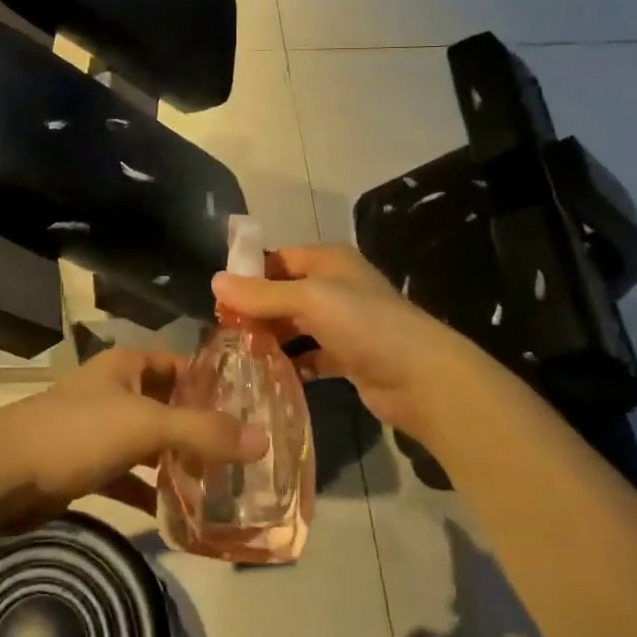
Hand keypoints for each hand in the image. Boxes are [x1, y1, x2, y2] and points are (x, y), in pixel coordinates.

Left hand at [0, 347, 266, 520]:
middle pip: (168, 406)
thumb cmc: (77, 433)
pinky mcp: (84, 466)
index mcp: (128, 366)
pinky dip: (147, 493)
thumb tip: (264, 439)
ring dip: (177, 464)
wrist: (3, 474)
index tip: (252, 410)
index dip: (214, 384)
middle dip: (201, 429)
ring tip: (220, 488)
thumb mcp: (146, 426)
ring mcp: (98, 429)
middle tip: (243, 457)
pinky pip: (127, 477)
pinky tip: (174, 517)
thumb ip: (204, 432)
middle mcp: (115, 391)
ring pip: (149, 444)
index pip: (182, 366)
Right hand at [213, 243, 496, 443]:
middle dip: (255, 311)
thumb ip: (261, 294)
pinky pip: (309, 356)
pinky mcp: (348, 357)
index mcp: (328, 260)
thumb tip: (215, 281)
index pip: (277, 259)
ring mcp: (343, 323)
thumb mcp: (308, 299)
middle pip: (283, 293)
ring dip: (270, 338)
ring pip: (295, 326)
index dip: (247, 275)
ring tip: (236, 354)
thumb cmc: (363, 323)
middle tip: (222, 333)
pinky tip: (266, 375)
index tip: (216, 299)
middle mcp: (335, 286)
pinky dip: (290, 363)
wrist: (421, 377)